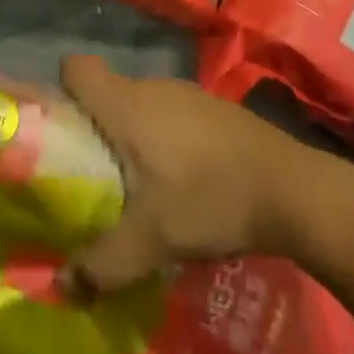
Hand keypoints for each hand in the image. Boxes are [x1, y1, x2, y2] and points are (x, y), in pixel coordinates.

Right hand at [58, 55, 353, 293]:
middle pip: (106, 91)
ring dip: (133, 135)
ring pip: (140, 104)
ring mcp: (185, 92)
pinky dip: (166, 138)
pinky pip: (171, 114)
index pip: (75, 68)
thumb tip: (61, 285)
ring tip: (140, 184)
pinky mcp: (213, 107)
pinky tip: (185, 180)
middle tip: (95, 173)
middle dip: (95, 126)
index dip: (61, 91)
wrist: (292, 189)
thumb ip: (102, 262)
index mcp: (125, 104)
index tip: (62, 129)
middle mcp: (150, 86)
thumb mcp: (152, 240)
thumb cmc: (209, 200)